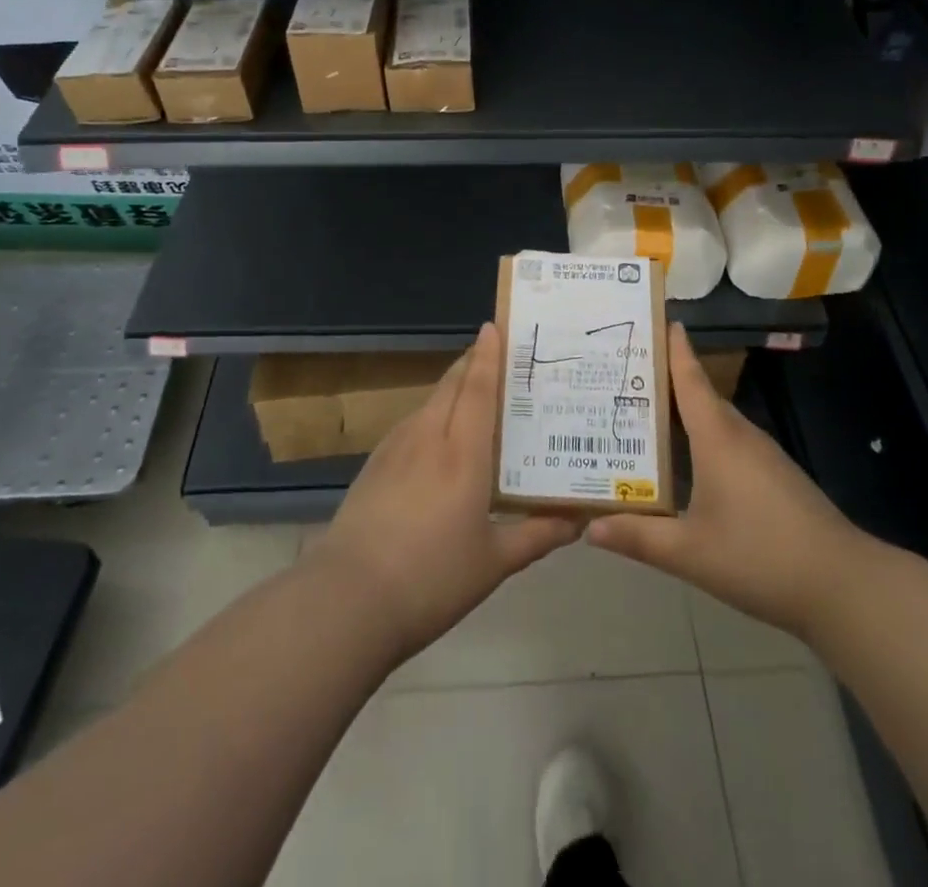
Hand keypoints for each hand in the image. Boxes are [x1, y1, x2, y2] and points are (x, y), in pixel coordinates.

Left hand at [307, 324, 580, 660]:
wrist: (348, 599)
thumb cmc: (432, 578)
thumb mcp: (494, 562)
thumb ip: (537, 535)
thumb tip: (578, 520)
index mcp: (462, 452)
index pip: (478, 387)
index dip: (488, 354)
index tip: (496, 327)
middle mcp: (428, 436)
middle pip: (451, 384)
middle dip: (472, 364)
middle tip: (498, 357)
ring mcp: (395, 448)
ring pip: (429, 402)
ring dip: (452, 390)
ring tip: (476, 398)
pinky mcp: (374, 465)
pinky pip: (412, 425)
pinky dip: (432, 417)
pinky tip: (438, 441)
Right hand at [588, 324, 862, 638]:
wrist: (844, 586)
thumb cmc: (761, 557)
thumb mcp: (690, 552)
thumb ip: (638, 537)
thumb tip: (589, 527)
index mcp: (717, 438)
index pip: (689, 379)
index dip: (673, 348)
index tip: (655, 318)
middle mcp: (739, 436)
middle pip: (698, 396)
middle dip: (663, 382)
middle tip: (621, 375)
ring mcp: (762, 456)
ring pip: (714, 422)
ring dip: (682, 414)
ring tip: (641, 416)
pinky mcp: (774, 477)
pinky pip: (728, 443)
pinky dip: (701, 440)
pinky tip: (684, 463)